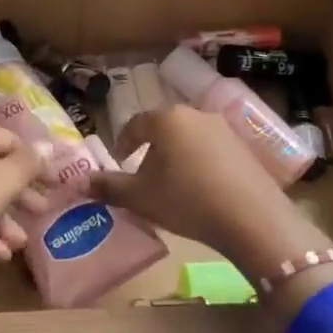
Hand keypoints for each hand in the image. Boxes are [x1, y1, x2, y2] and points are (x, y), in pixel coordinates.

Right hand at [89, 106, 332, 284]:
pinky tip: (201, 189)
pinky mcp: (245, 146)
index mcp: (167, 119)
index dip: (123, 144)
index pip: (135, 124)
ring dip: (176, 157)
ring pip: (189, 138)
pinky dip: (200, 163)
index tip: (121, 164)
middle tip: (145, 178)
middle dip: (151, 151)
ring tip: (173, 186)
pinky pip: (212, 149)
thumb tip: (80, 183)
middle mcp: (196, 114)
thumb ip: (110, 187)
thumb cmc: (187, 200)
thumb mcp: (141, 197)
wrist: (251, 217)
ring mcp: (224, 128)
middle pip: (164, 128)